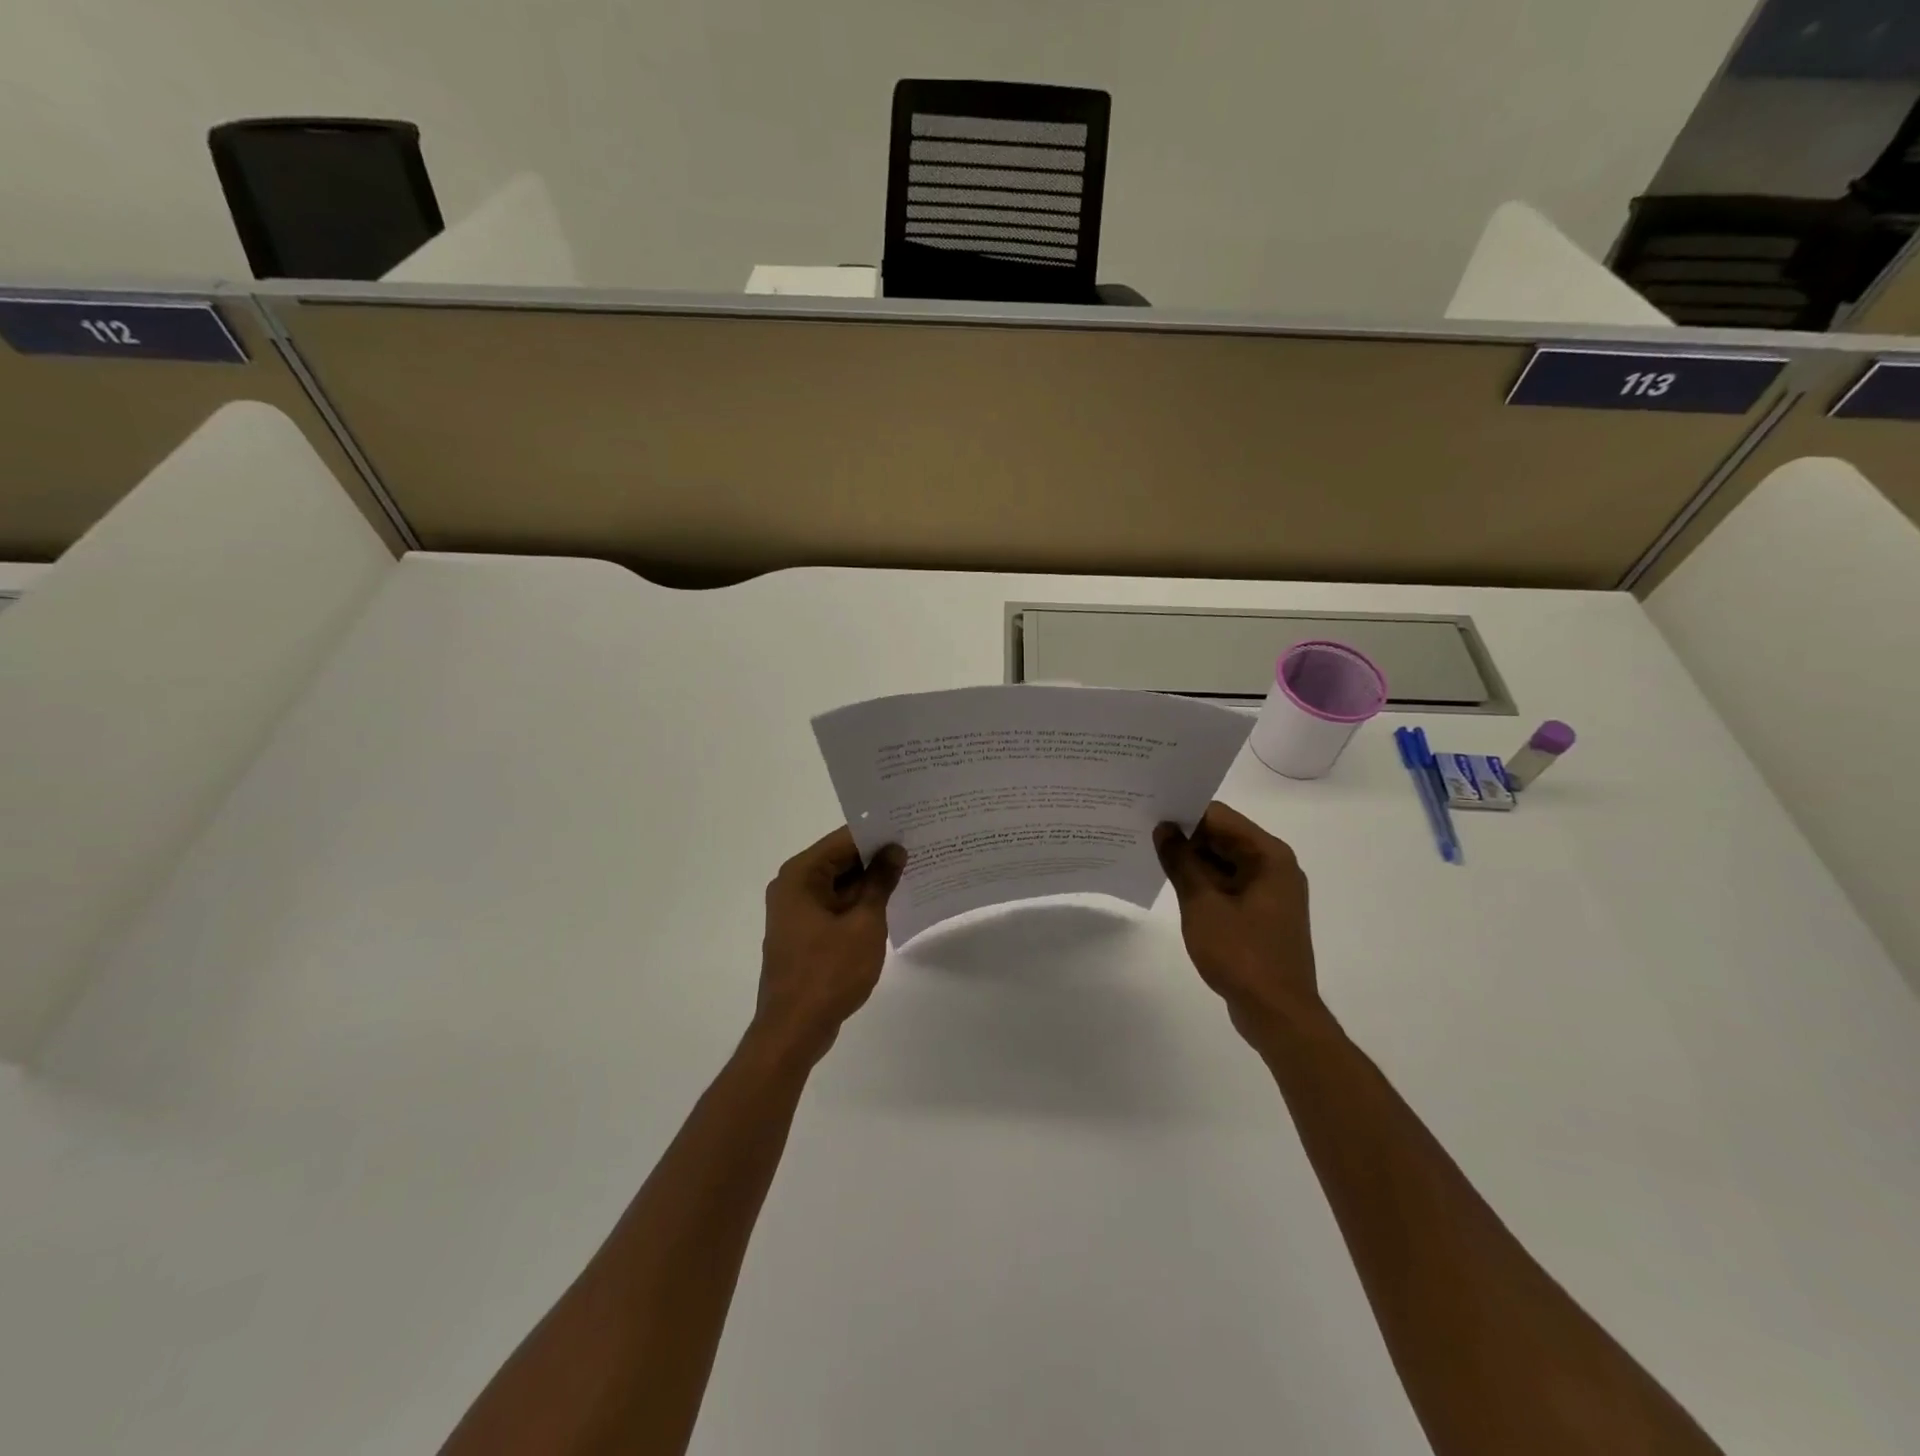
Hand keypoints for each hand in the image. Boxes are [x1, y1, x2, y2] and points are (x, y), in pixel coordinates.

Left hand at [753, 826, 906, 1065]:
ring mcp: (797, 911)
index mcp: (801, 875)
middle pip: (840, 860)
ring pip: (839, 884)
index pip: (844, 839)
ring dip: (870, 882)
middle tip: (918, 849)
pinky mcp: (804, 933)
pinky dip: (859, 903)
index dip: (878, 833)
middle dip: (876, 857)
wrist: (794, 1029)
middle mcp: (793, 886)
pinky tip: (890, 904)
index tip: (911, 828)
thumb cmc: (829, 972)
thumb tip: (895, 850)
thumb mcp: (864, 923)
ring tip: (911, 872)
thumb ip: (880, 882)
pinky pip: (835, 906)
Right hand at [1154, 802, 1326, 1041]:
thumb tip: (1164, 828)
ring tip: (1152, 855)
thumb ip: (1181, 862)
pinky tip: (1174, 885)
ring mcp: (1270, 892)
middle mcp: (1275, 866)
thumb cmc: (1242, 954)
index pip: (1220, 817)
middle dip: (1186, 835)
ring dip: (1193, 860)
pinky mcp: (1262, 914)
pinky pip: (1229, 884)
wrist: (1277, 1014)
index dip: (1184, 812)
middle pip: (1223, 836)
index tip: (1149, 812)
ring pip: (1225, 861)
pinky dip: (1204, 882)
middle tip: (1143, 832)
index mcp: (1268, 856)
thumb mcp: (1202, 904)